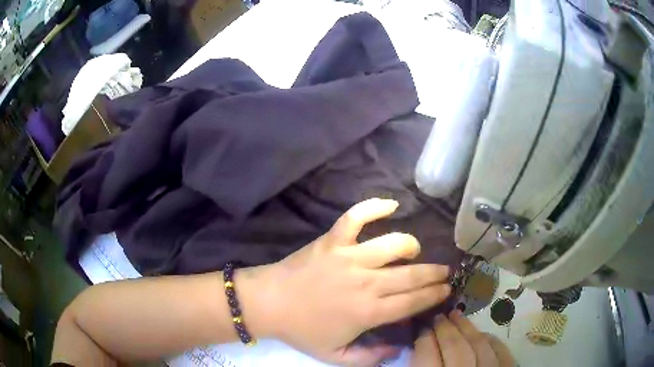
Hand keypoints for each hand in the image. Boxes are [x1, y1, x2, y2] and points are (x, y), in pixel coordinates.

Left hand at [243, 198, 451, 365]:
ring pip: (393, 244)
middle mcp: (366, 282)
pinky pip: (357, 216)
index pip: (413, 302)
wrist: (269, 304)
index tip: (447, 289)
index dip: (434, 295)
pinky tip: (392, 205)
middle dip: (434, 273)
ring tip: (415, 251)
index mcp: (369, 312)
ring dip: (411, 245)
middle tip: (444, 271)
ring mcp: (349, 257)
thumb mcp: (336, 356)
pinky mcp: (333, 240)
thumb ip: (370, 357)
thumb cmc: (302, 331)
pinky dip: (375, 207)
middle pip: (412, 274)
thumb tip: (398, 348)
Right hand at [410, 310, 513, 366]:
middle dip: (445, 328)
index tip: (421, 326)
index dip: (423, 339)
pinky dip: (493, 341)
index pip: (427, 356)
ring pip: (479, 345)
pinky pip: (502, 352)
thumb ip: (419, 366)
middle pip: (455, 347)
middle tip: (438, 316)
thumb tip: (414, 347)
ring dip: (467, 328)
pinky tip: (484, 334)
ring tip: (457, 315)